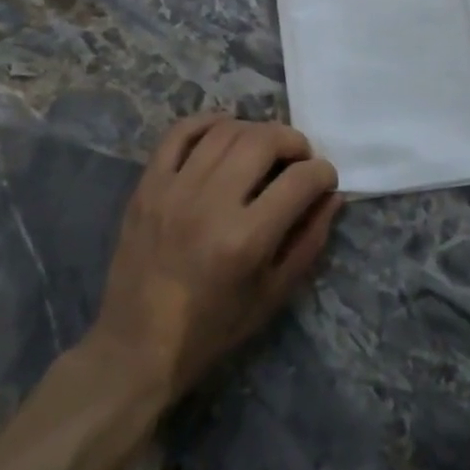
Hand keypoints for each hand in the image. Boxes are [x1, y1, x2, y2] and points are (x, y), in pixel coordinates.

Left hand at [91, 114, 342, 404]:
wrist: (137, 346)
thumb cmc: (213, 328)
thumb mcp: (274, 295)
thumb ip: (309, 240)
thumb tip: (332, 195)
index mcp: (245, 240)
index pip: (300, 180)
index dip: (323, 173)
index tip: (325, 180)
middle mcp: (210, 205)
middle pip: (263, 140)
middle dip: (294, 141)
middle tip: (299, 158)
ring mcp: (174, 190)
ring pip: (225, 131)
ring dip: (256, 130)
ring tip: (264, 147)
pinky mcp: (147, 186)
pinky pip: (179, 133)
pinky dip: (207, 122)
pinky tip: (224, 131)